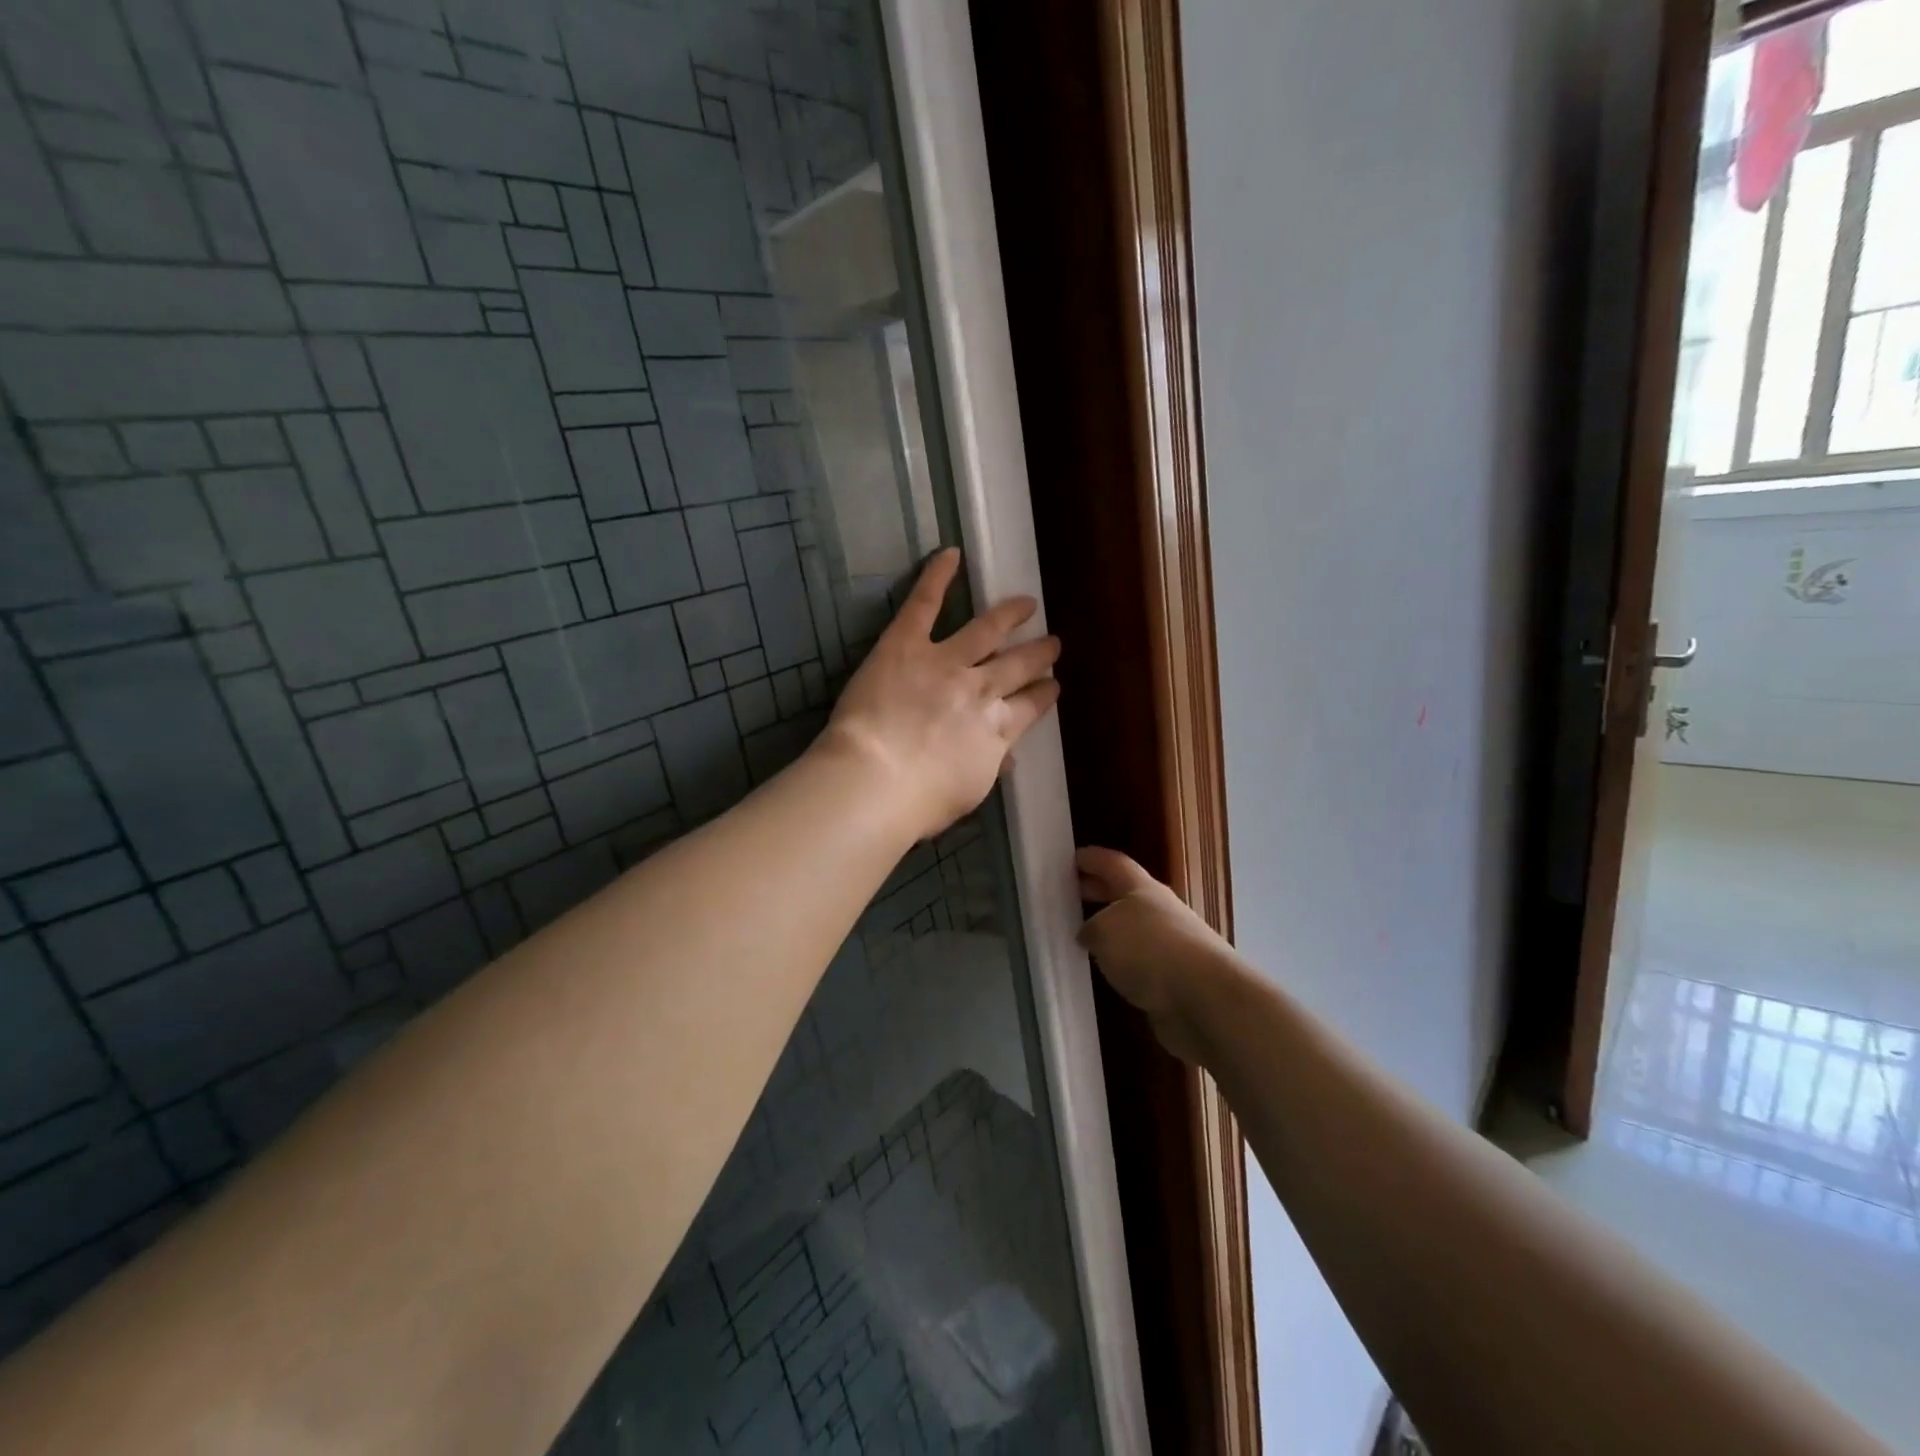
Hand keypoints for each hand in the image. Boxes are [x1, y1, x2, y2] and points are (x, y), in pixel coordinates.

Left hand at [819, 549, 1060, 842]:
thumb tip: (1004, 756)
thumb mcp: (968, 793)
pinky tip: (951, 554)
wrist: (877, 779)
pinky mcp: (907, 643)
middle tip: (1052, 643)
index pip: (1030, 707)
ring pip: (987, 630)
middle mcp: (981, 690)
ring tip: (1026, 603)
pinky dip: (937, 576)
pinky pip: (925, 603)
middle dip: (1039, 653)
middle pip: (1019, 666)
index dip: (1043, 694)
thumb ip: (989, 766)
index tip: (1052, 686)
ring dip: (1010, 615)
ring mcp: (947, 661)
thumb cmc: (919, 802)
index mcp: (997, 730)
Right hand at [1076, 848, 1230, 1064]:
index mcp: (1143, 889)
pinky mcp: (1175, 979)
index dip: (1092, 859)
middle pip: (1124, 895)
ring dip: (1110, 931)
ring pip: (1133, 930)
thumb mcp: (1104, 930)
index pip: (1114, 864)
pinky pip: (1140, 963)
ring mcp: (1171, 946)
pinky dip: (1122, 964)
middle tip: (1069, 895)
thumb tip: (1089, 934)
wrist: (1205, 999)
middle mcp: (1159, 911)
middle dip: (1098, 892)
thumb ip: (1090, 928)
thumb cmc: (1150, 949)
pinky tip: (1106, 973)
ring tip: (1081, 937)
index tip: (1071, 858)